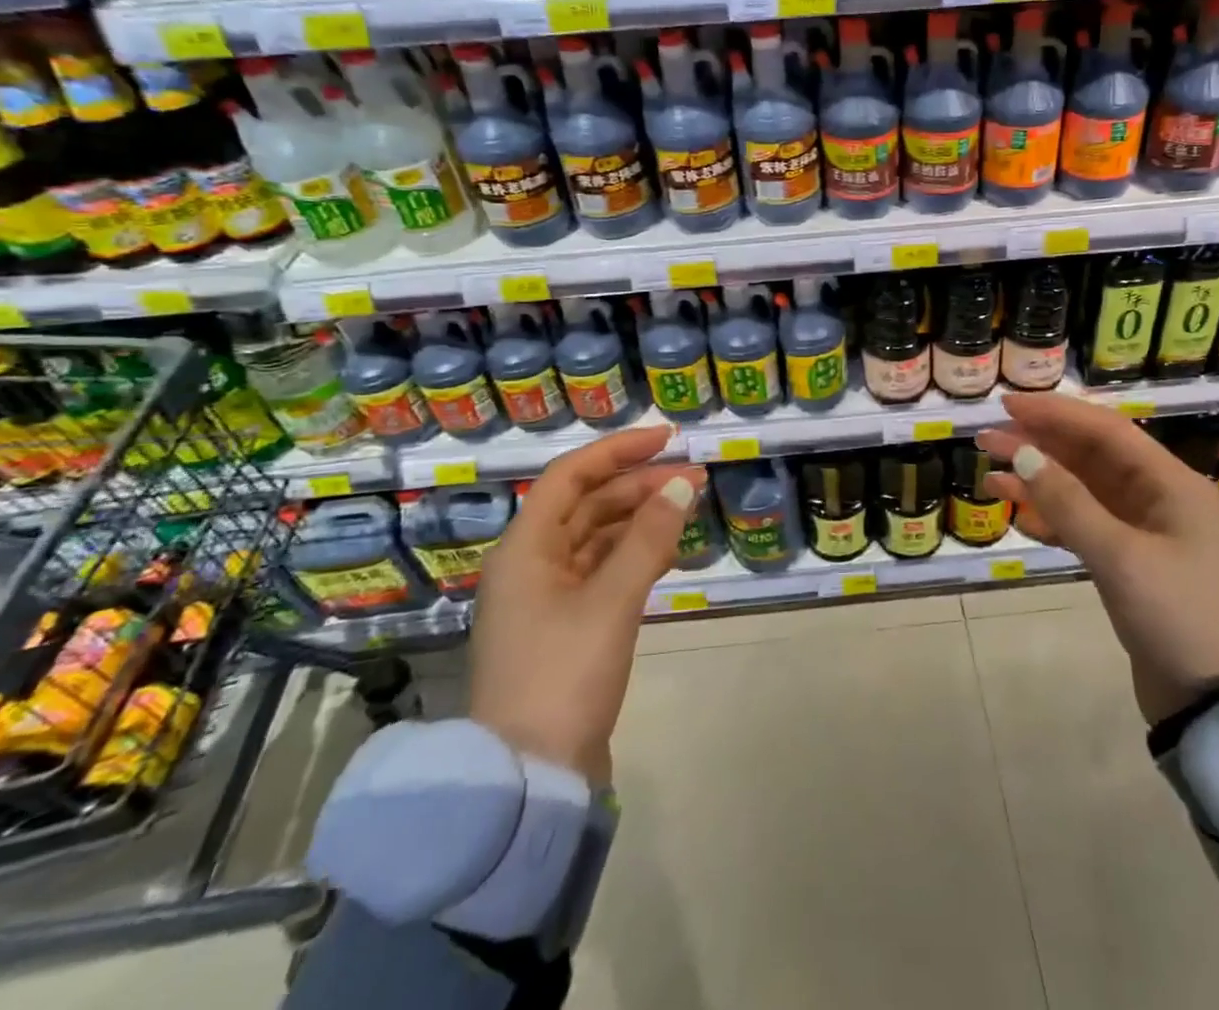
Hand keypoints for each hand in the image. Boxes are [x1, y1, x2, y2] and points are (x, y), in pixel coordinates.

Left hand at [469, 426, 703, 785]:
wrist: (529, 780)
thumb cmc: (563, 676)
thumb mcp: (611, 602)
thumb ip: (648, 539)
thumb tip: (681, 484)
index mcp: (525, 549)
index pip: (571, 476)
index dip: (619, 450)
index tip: (667, 439)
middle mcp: (531, 565)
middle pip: (587, 505)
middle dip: (639, 485)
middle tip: (693, 477)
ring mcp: (547, 599)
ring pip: (597, 538)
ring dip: (640, 519)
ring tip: (688, 508)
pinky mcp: (565, 627)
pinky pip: (602, 572)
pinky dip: (634, 555)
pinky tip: (668, 552)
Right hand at [978, 393, 1218, 724]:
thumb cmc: (1179, 617)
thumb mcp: (1120, 556)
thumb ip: (1068, 502)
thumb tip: (1021, 454)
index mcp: (1170, 483)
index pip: (1106, 430)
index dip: (1055, 414)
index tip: (1008, 406)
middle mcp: (1159, 498)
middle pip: (1090, 456)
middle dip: (1039, 445)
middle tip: (987, 439)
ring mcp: (1145, 532)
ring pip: (1083, 490)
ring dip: (1039, 481)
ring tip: (990, 475)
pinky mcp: (1130, 564)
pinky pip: (1083, 524)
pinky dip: (1051, 516)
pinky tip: (1017, 513)